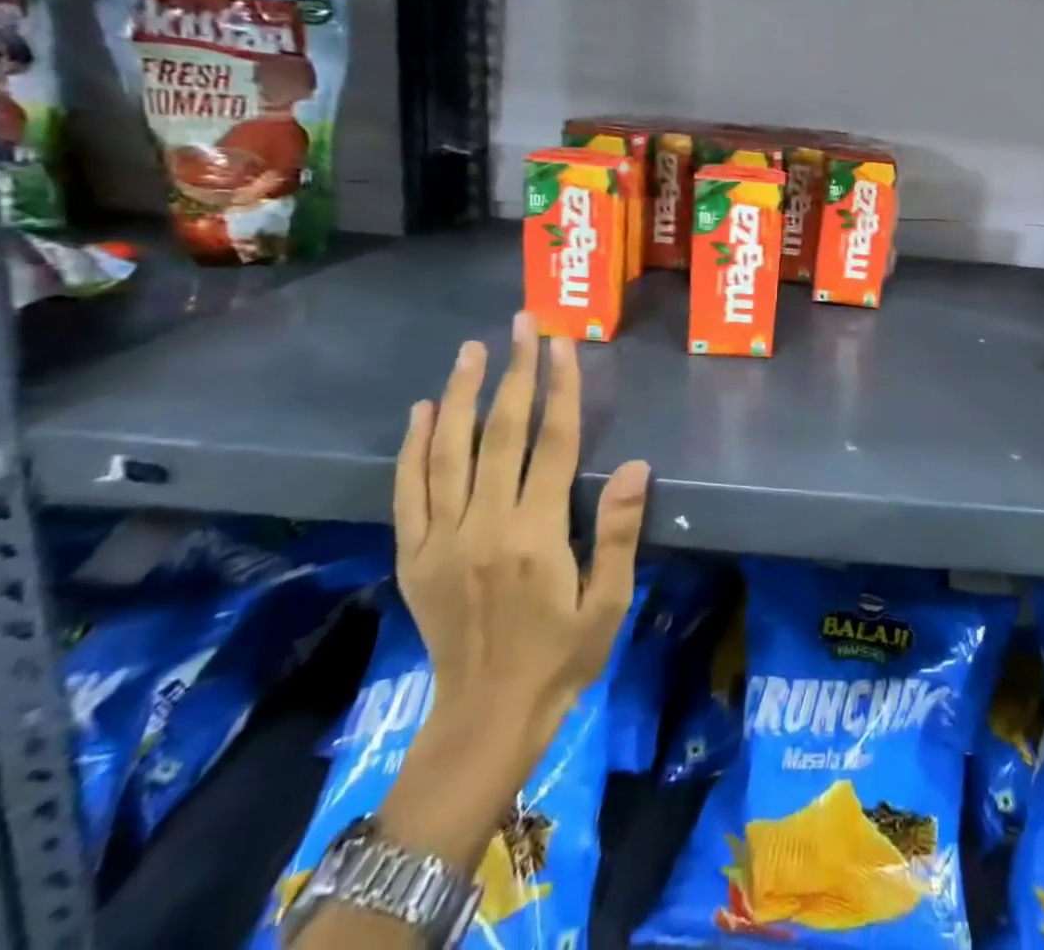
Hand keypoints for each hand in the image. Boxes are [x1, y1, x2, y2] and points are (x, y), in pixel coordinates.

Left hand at [393, 312, 650, 755]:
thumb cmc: (563, 657)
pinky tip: (424, 410)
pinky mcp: (414, 556)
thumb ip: (617, 532)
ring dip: (462, 394)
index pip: (553, 444)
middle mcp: (484, 526)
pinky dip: (413, 447)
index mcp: (536, 534)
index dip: (560, 389)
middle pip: (500, 434)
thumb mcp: (608, 602)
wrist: (485, 719)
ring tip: (472, 349)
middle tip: (521, 323)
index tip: (562, 344)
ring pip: (449, 452)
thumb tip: (634, 466)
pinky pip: (409, 491)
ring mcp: (442, 539)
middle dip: (514, 372)